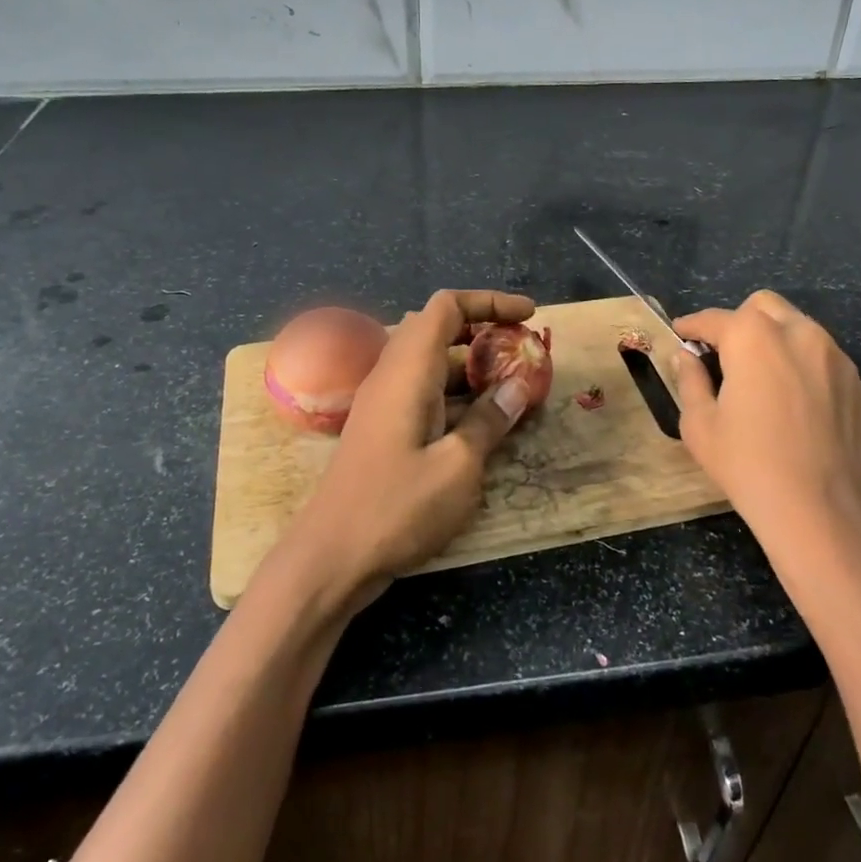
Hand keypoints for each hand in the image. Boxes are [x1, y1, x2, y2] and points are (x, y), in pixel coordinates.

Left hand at [279, 289, 534, 606]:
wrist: (330, 559)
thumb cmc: (396, 508)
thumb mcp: (458, 466)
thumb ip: (491, 420)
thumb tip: (519, 385)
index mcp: (408, 370)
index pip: (446, 307)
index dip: (489, 302)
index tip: (530, 316)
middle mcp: (393, 376)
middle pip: (440, 331)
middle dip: (486, 333)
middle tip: (525, 353)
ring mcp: (385, 404)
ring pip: (435, 365)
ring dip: (475, 368)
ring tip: (518, 388)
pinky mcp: (385, 430)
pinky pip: (427, 395)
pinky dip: (460, 396)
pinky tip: (487, 424)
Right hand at [670, 290, 860, 564]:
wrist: (821, 512)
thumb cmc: (748, 465)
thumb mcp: (700, 425)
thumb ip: (690, 380)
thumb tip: (686, 357)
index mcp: (753, 338)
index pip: (714, 319)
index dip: (692, 326)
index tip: (680, 334)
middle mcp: (798, 333)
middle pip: (762, 306)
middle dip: (738, 322)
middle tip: (724, 355)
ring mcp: (835, 356)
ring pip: (797, 326)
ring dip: (773, 338)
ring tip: (760, 377)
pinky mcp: (857, 383)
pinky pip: (822, 356)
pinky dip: (801, 363)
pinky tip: (793, 401)